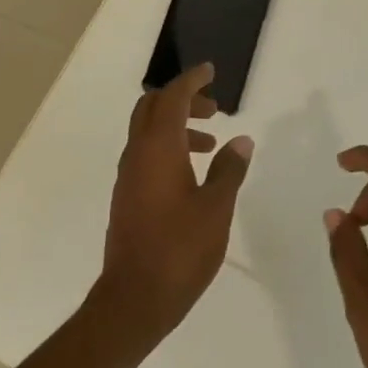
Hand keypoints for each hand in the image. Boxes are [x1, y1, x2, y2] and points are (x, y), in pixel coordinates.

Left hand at [91, 63, 254, 353]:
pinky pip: (146, 154)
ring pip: (148, 131)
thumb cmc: (180, 250)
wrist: (135, 297)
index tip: (210, 71)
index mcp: (158, 149)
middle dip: (182, 99)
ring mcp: (128, 175)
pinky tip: (192, 172)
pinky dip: (168, 147)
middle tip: (214, 108)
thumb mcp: (216, 208)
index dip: (191, 80)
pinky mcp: (127, 195)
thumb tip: (240, 141)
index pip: (172, 98)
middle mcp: (137, 154)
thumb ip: (229, 170)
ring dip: (177, 125)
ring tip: (211, 143)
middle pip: (153, 108)